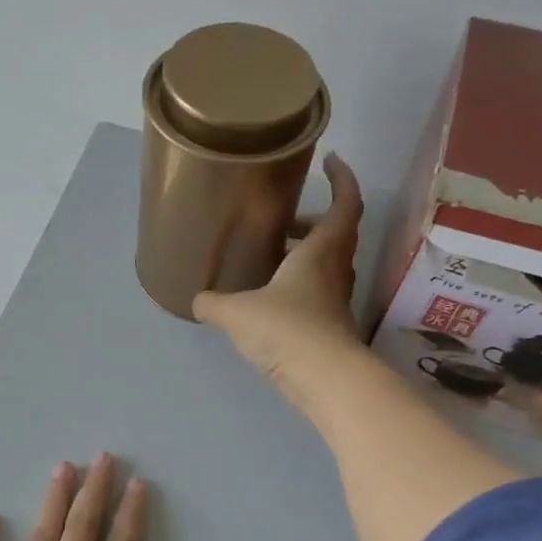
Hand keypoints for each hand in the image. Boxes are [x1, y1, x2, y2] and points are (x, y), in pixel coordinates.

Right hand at [192, 153, 365, 408]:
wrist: (324, 380)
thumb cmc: (286, 329)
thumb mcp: (237, 313)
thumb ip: (213, 303)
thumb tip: (196, 299)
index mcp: (321, 251)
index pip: (345, 203)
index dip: (342, 178)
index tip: (332, 160)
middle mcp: (334, 271)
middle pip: (336, 234)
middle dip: (313, 222)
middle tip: (285, 221)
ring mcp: (335, 301)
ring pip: (327, 265)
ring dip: (305, 255)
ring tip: (271, 259)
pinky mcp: (329, 327)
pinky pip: (316, 293)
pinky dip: (298, 287)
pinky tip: (270, 300)